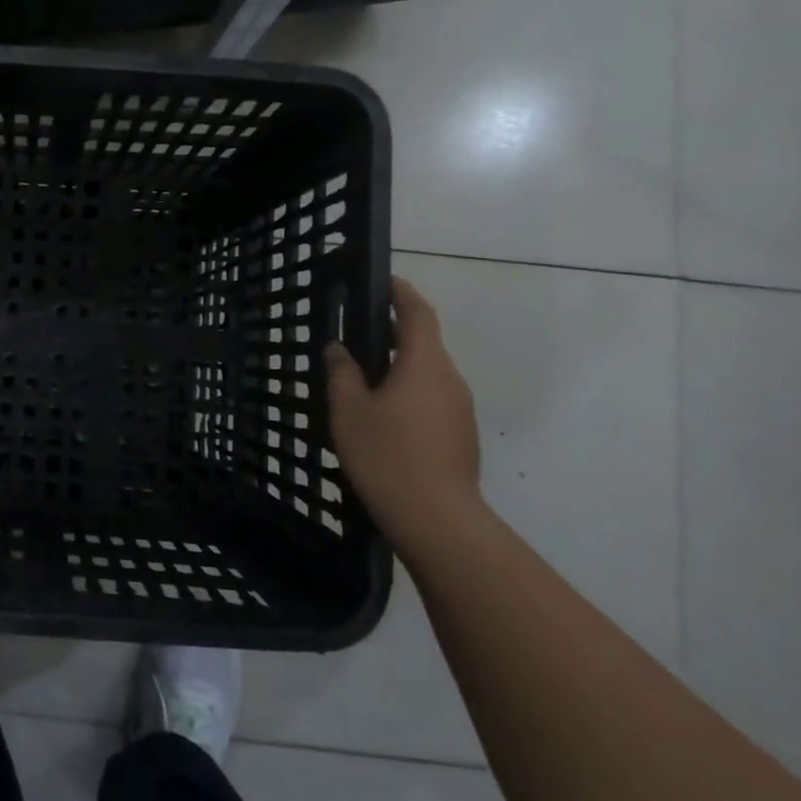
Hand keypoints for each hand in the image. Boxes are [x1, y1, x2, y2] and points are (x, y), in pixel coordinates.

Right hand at [327, 276, 481, 548]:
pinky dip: (409, 394)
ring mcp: (461, 410)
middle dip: (395, 334)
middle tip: (358, 335)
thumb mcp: (349, 410)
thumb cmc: (387, 454)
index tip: (384, 281)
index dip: (402, 293)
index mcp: (425, 364)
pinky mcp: (461, 436)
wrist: (437, 519)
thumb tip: (338, 349)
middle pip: (425, 344)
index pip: (418, 314)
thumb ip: (342, 373)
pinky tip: (382, 417)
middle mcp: (450, 379)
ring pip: (428, 375)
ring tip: (363, 379)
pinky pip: (433, 400)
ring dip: (400, 368)